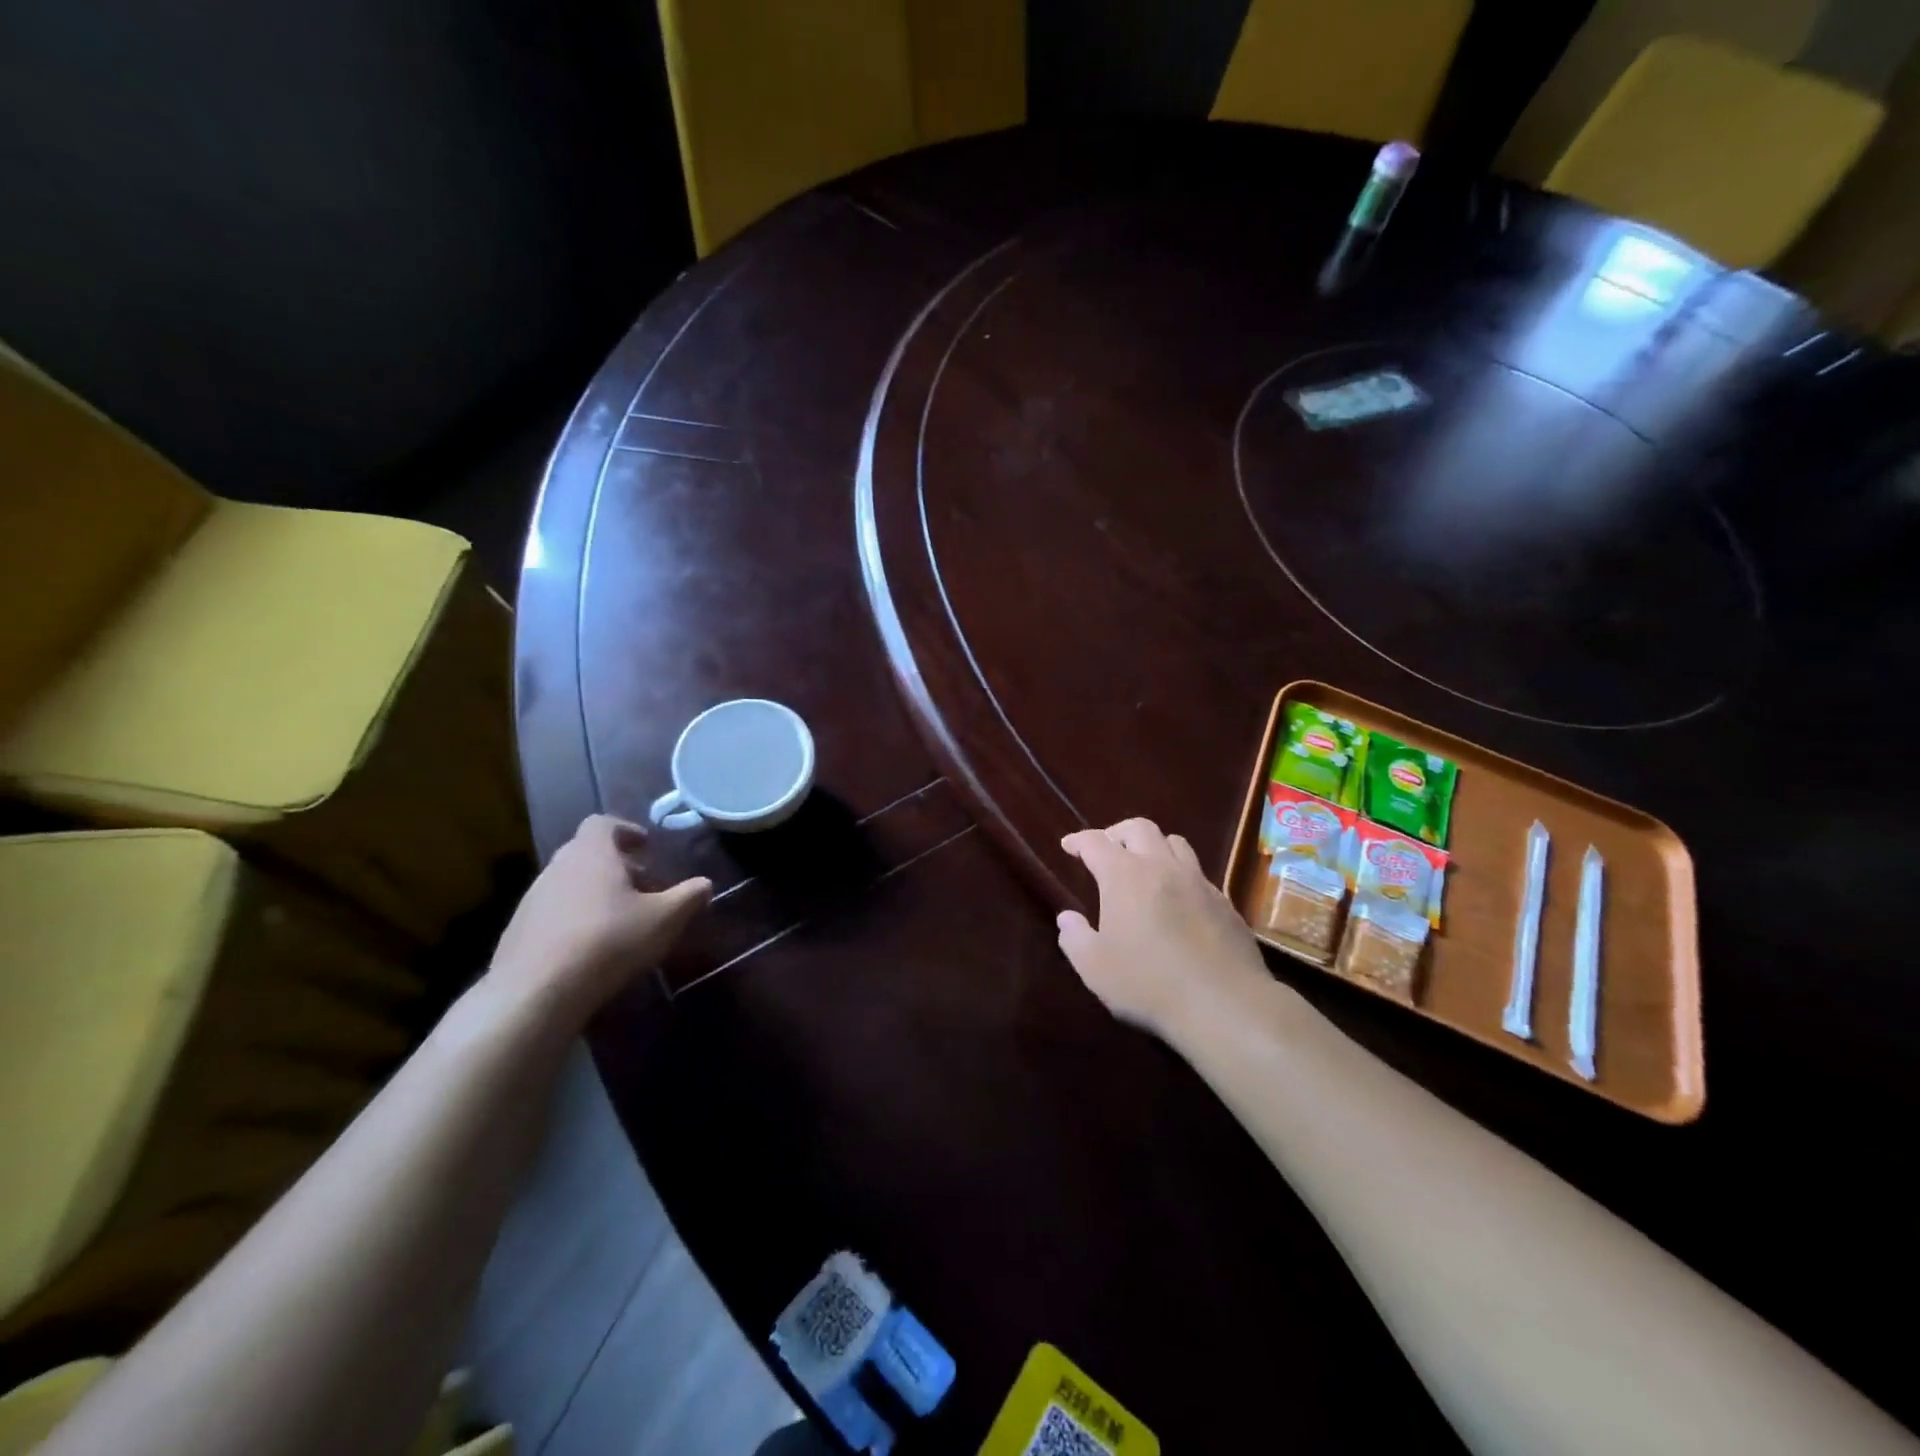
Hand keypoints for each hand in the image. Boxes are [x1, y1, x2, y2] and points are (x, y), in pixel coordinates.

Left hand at [488, 815, 710, 1024]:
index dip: (626, 830)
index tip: (645, 846)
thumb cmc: (608, 942)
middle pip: (587, 852)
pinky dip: (575, 917)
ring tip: (620, 918)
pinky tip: (591, 946)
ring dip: (595, 891)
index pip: (603, 823)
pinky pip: (553, 911)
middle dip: (616, 864)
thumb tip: (705, 884)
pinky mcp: (518, 930)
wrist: (535, 993)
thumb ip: (689, 897)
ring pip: (570, 882)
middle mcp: (557, 867)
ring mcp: (532, 899)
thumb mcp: (664, 919)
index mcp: (592, 853)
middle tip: (642, 885)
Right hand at [1056, 818, 1270, 1042]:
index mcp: (1124, 876)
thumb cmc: (1148, 983)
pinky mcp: (1225, 903)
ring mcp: (1198, 882)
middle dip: (1118, 833)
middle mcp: (1162, 867)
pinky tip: (1178, 900)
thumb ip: (1075, 938)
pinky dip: (1181, 875)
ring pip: (1175, 843)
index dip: (1079, 840)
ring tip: (1145, 866)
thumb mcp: (1095, 968)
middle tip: (1108, 850)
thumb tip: (1068, 918)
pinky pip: (1199, 874)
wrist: (1224, 1004)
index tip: (1069, 846)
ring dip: (1155, 846)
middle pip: (1139, 828)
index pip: (1096, 842)